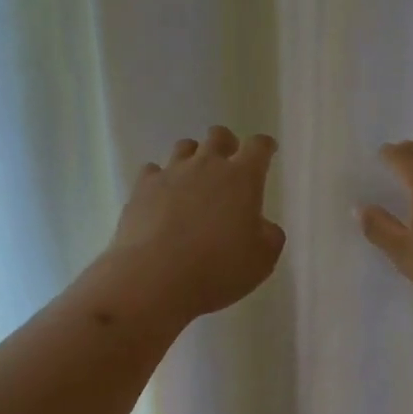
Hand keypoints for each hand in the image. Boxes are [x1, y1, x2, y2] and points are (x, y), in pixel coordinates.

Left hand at [104, 126, 285, 321]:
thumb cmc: (218, 269)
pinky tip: (160, 196)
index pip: (258, 147)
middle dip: (227, 143)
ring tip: (193, 178)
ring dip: (193, 157)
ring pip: (184, 147)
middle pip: (219, 136)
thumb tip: (263, 226)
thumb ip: (269, 235)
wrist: (156, 277)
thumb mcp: (262, 259)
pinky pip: (153, 170)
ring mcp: (172, 172)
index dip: (265, 146)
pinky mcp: (143, 187)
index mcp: (242, 178)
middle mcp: (207, 165)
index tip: (267, 151)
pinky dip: (160, 179)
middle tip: (228, 162)